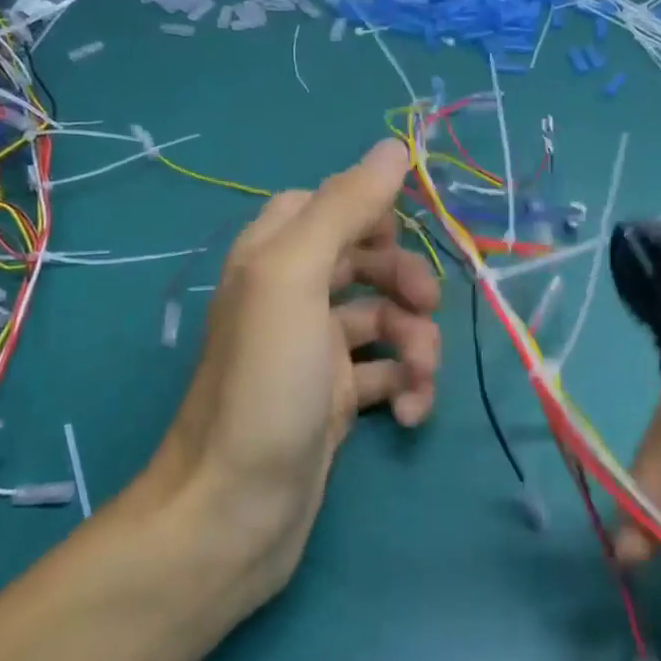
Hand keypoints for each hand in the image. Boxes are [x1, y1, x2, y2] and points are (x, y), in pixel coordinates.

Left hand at [154, 139, 440, 596]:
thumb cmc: (265, 385)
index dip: (368, 211)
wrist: (234, 513)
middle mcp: (288, 298)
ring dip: (414, 342)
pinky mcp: (333, 402)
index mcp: (271, 258)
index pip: (324, 205)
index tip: (404, 232)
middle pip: (362, 260)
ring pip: (382, 320)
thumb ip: (343, 208)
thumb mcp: (296, 279)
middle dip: (403, 279)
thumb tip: (392, 147)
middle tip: (426, 306)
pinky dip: (406, 387)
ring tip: (421, 378)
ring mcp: (312, 353)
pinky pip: (384, 375)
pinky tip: (411, 415)